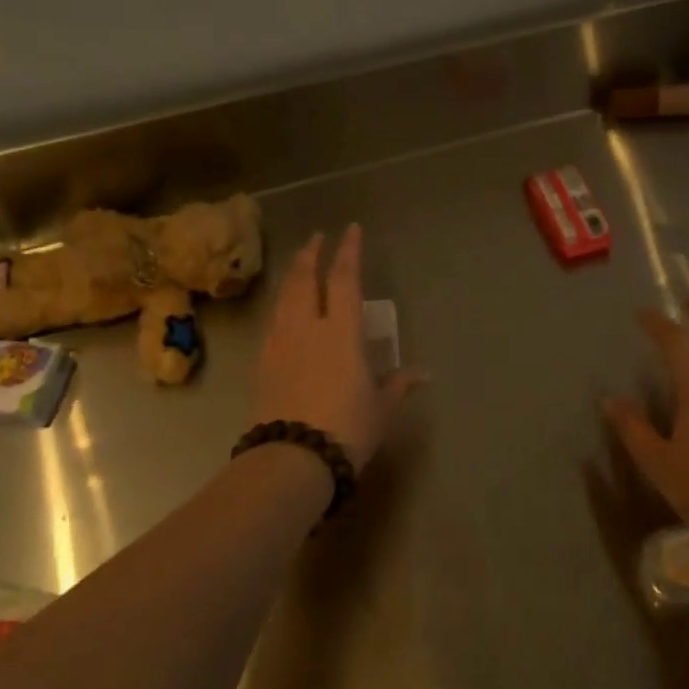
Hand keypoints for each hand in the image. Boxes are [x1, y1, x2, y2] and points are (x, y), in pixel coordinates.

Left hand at [251, 225, 423, 469]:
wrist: (293, 458)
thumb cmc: (347, 429)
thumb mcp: (381, 408)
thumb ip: (399, 384)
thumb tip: (424, 374)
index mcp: (341, 332)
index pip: (344, 279)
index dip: (348, 251)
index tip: (350, 229)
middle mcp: (308, 327)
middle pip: (305, 280)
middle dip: (310, 255)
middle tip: (316, 239)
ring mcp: (281, 343)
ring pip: (284, 298)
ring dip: (292, 276)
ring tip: (298, 266)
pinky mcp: (263, 363)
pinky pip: (272, 322)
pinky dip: (280, 307)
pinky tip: (283, 312)